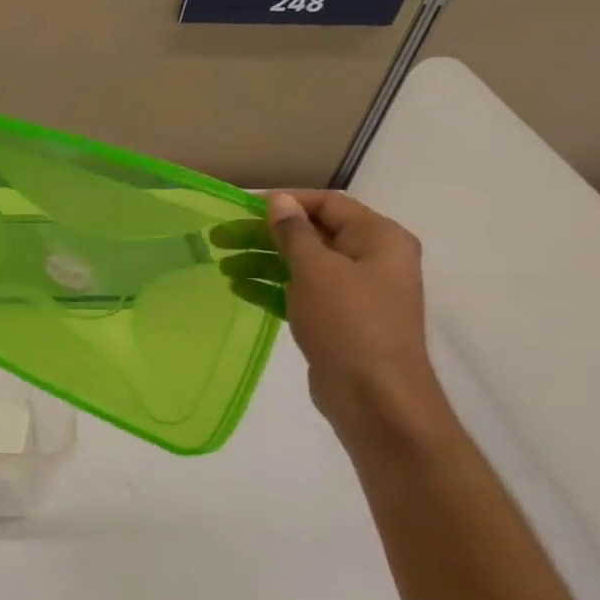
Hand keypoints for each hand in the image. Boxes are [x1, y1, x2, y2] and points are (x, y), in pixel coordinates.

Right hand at [215, 190, 443, 428]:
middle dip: (264, 235)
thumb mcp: (316, 270)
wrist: (376, 398)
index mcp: (379, 239)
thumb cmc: (349, 323)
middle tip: (220, 237)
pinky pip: (300, 292)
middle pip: (310, 234)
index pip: (327, 203)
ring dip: (262, 261)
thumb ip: (294, 232)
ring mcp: (355, 291)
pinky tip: (238, 288)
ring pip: (301, 264)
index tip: (242, 208)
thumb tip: (279, 200)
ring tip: (222, 265)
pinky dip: (271, 287)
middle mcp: (371, 259)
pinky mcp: (338, 319)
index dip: (285, 202)